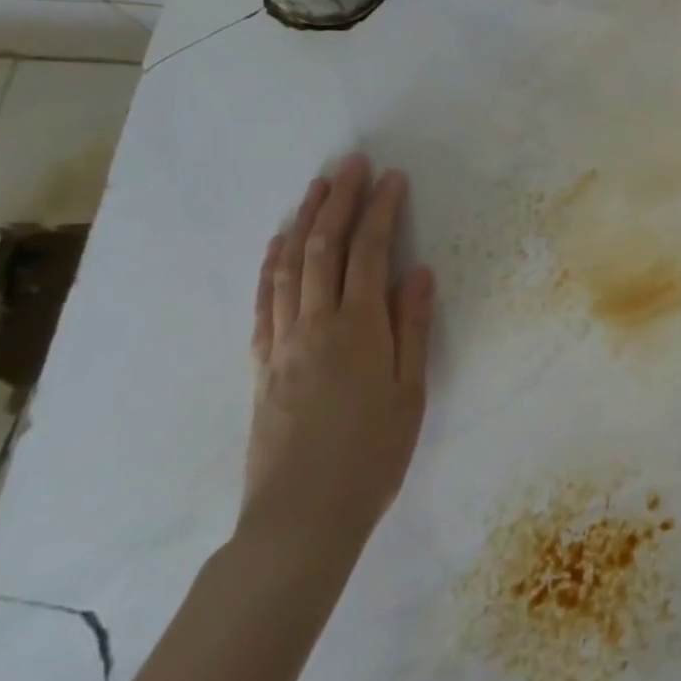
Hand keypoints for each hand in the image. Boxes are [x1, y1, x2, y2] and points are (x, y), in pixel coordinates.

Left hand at [242, 155, 432, 561]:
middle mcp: (315, 325)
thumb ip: (413, 327)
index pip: (369, 252)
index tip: (392, 178)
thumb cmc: (372, 454)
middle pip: (323, 248)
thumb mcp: (410, 391)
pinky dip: (271, 264)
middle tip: (352, 163)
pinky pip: (264, 301)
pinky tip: (278, 244)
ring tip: (317, 187)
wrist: (301, 518)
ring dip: (304, 221)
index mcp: (358, 328)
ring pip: (289, 267)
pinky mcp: (262, 364)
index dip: (380, 210)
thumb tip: (419, 272)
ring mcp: (282, 343)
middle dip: (338, 201)